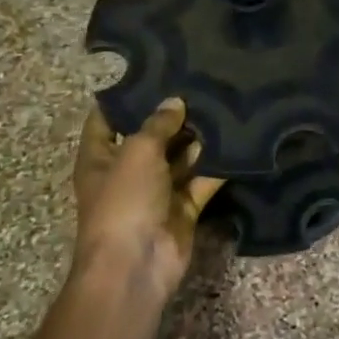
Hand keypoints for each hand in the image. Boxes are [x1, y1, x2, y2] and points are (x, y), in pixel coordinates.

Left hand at [73, 98, 222, 300]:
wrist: (135, 264)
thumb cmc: (124, 201)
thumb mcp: (137, 152)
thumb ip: (158, 124)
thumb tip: (175, 102)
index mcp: (100, 158)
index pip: (105, 120)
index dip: (123, 98)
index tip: (151, 73)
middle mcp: (128, 172)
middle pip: (150, 137)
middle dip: (172, 116)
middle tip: (201, 84)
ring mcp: (157, 192)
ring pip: (180, 159)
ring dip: (199, 139)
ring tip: (224, 105)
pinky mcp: (184, 209)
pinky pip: (202, 182)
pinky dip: (217, 167)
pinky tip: (238, 141)